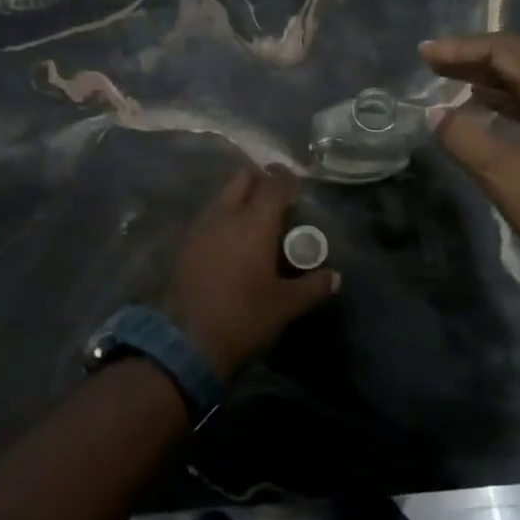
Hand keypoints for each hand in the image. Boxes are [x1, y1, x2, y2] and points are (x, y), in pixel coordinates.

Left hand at [162, 165, 340, 379]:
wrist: (186, 342)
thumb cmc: (243, 317)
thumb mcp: (286, 306)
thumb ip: (313, 286)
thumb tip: (335, 277)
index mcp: (254, 223)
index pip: (273, 183)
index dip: (287, 179)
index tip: (296, 185)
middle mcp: (225, 215)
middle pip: (242, 178)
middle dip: (260, 181)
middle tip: (276, 202)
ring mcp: (200, 227)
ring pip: (222, 195)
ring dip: (239, 198)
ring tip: (254, 223)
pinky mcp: (184, 243)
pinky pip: (208, 216)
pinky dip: (222, 218)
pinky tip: (231, 242)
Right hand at [421, 32, 519, 298]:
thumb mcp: (506, 177)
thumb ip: (463, 138)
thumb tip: (435, 113)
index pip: (505, 51)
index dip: (460, 49)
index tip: (423, 54)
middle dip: (472, 63)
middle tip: (431, 65)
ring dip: (490, 84)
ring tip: (450, 85)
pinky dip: (511, 104)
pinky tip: (485, 111)